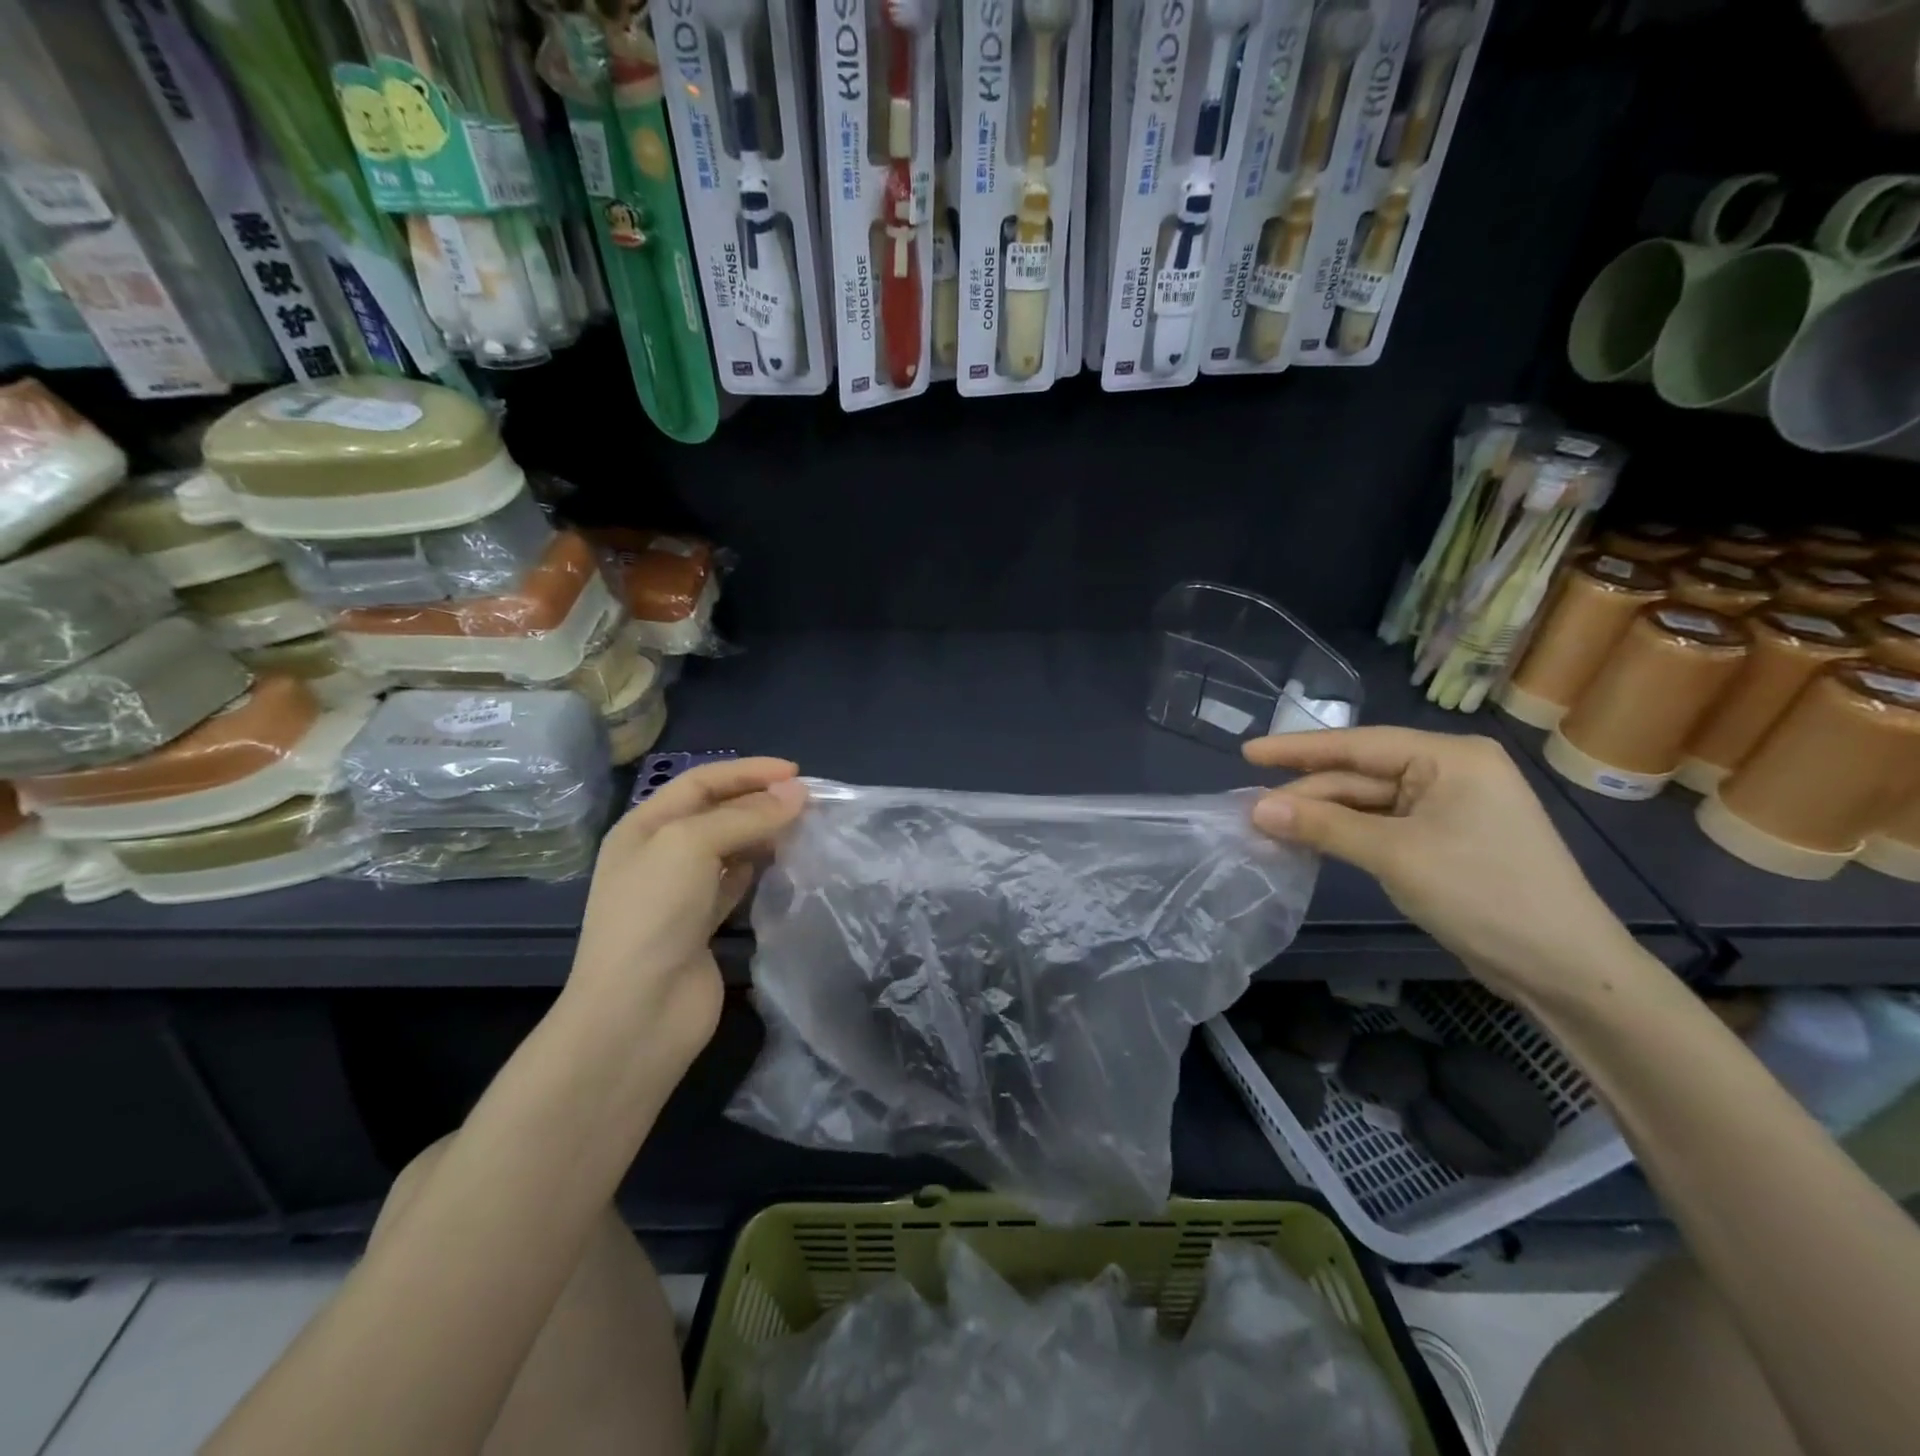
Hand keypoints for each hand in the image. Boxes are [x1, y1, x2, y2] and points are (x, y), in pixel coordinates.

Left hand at [569, 758, 807, 1063]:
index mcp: (643, 826)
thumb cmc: (654, 912)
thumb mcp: (692, 845)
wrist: (638, 1011)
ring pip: (729, 848)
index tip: (794, 772)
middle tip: (807, 801)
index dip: (747, 771)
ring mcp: (680, 892)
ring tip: (803, 827)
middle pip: (716, 813)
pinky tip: (782, 863)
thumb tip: (797, 793)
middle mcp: (659, 854)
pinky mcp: (702, 925)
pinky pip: (735, 883)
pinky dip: (758, 869)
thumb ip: (746, 816)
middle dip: (759, 801)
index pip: (701, 782)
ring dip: (763, 833)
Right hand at [1243, 728, 1638, 1002]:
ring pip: (1368, 802)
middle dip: (1307, 793)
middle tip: (1250, 809)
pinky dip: (1345, 834)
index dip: (1297, 750)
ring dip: (1322, 816)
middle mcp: (1450, 772)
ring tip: (1269, 826)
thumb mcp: (1395, 855)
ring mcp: (1449, 807)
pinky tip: (1309, 840)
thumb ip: (1323, 826)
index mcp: (1450, 757)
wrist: (1563, 968)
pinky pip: (1382, 825)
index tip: (1247, 752)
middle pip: (1360, 775)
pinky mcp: (1445, 839)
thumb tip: (1255, 809)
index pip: (1358, 744)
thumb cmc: (1483, 894)